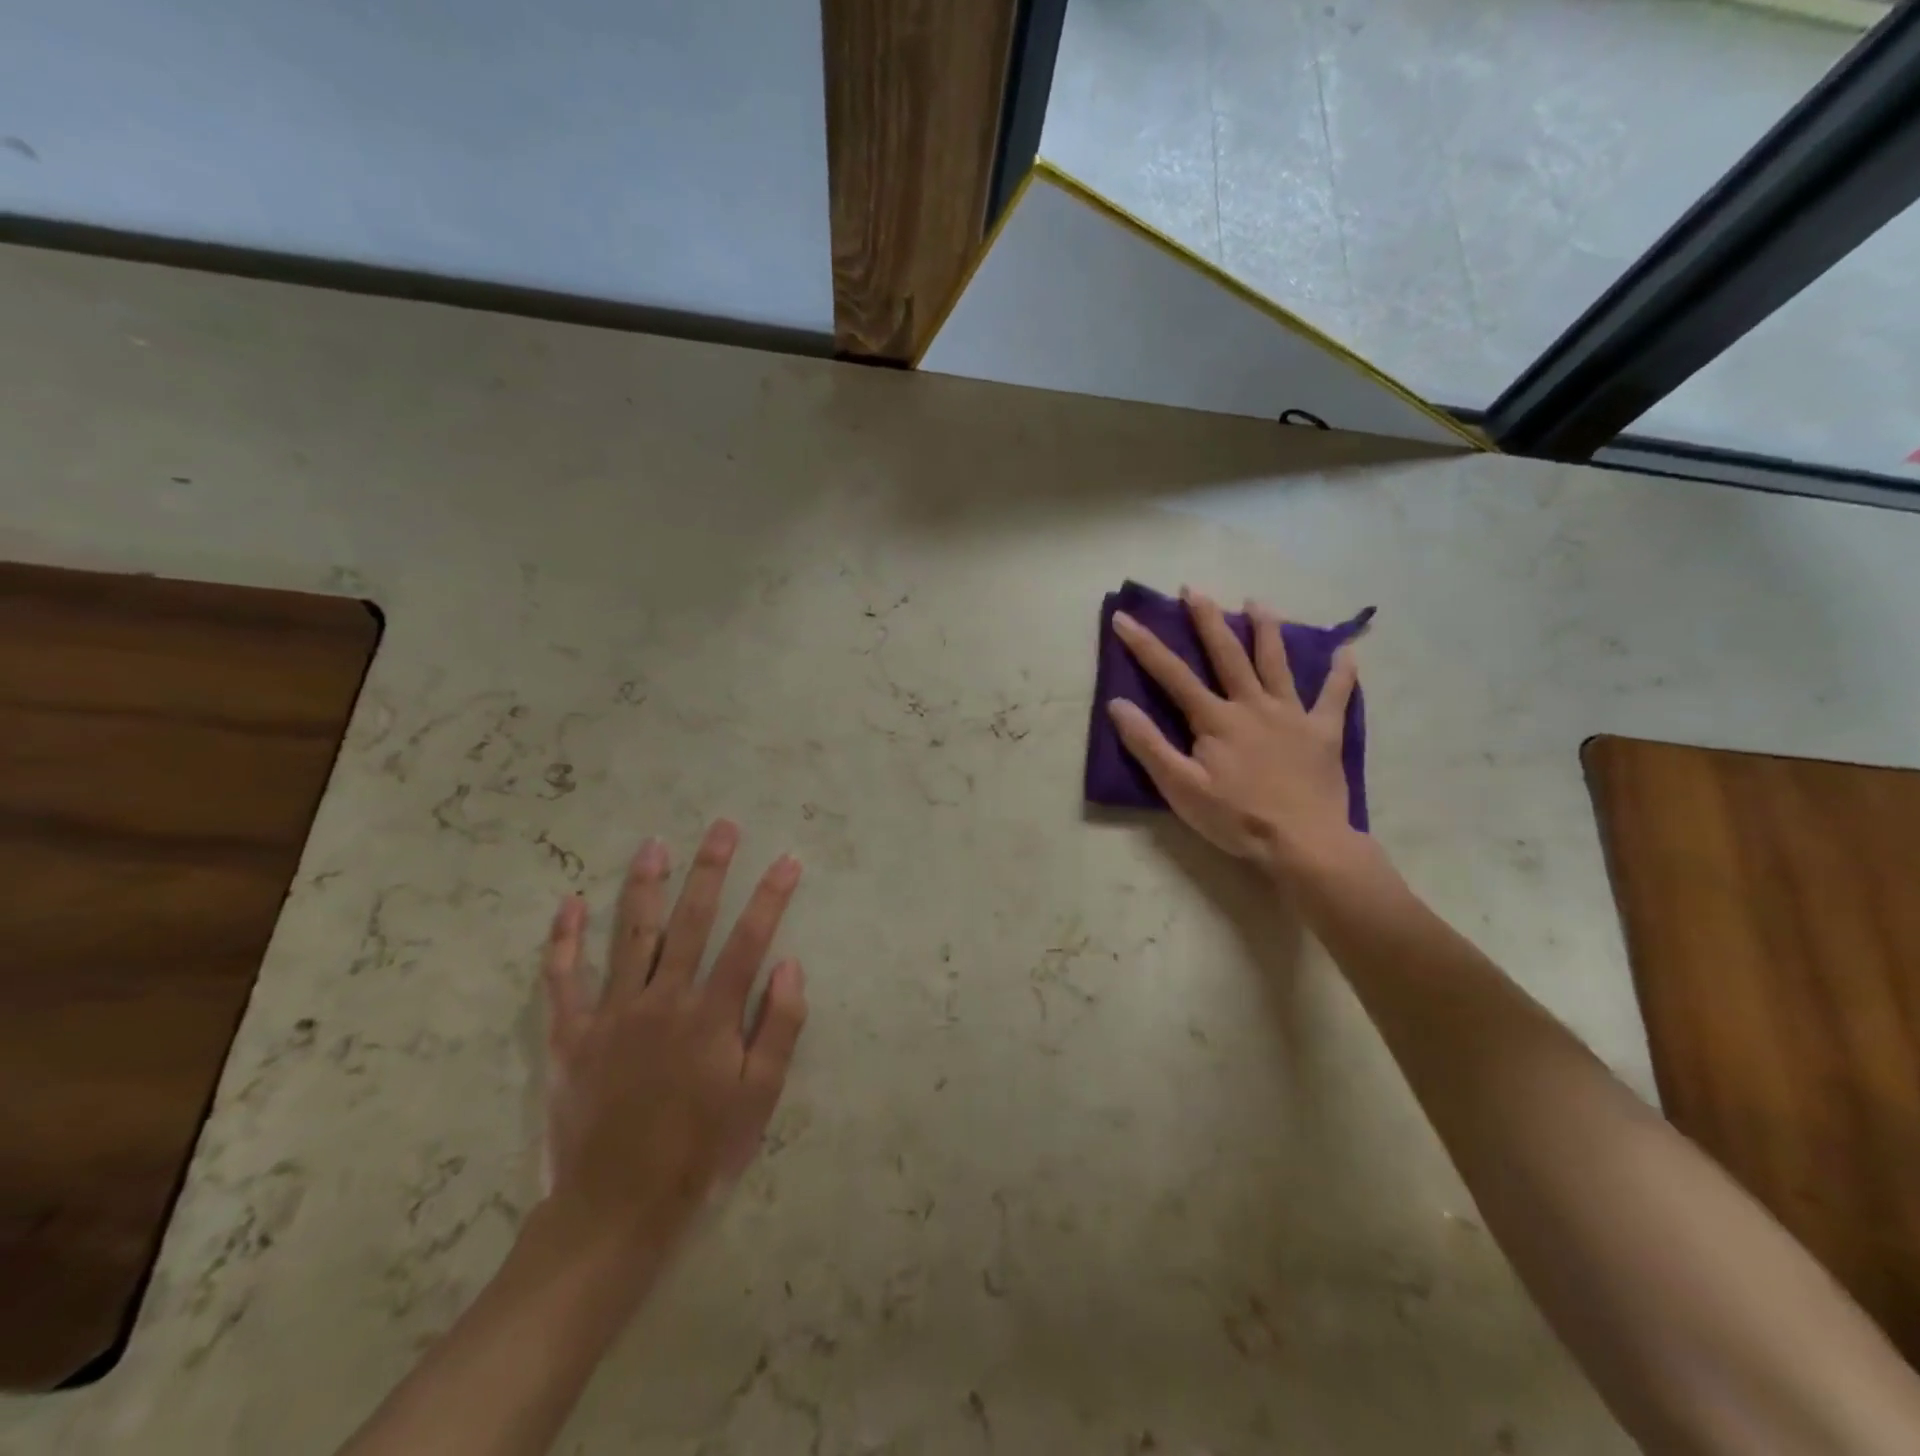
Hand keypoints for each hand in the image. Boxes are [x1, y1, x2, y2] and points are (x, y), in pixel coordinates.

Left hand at [537, 820, 806, 1286]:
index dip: (771, 897)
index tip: (787, 860)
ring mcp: (611, 1014)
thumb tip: (790, 965)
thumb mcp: (758, 1100)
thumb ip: (779, 1029)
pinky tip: (569, 904)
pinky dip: (564, 941)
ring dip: (644, 886)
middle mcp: (663, 1001)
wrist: (616, 1210)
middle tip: (722, 827)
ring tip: (654, 844)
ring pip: (631, 935)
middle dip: (711, 869)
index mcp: (711, 1016)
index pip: (749, 940)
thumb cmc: (700, 1153)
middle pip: (691, 921)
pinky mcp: (570, 1036)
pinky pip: (562, 980)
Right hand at [1108, 590, 1362, 877]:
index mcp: (1216, 719)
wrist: (1303, 843)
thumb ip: (1148, 744)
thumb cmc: (1236, 818)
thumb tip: (1118, 704)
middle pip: (1228, 654)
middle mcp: (1253, 705)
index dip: (1145, 645)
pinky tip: (1347, 651)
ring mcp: (1292, 715)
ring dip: (1266, 629)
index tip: (1123, 617)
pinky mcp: (1323, 732)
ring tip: (1257, 602)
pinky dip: (1341, 674)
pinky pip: (1334, 697)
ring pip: (1277, 662)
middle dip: (1207, 620)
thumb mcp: (1180, 787)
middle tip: (1193, 589)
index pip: (1172, 674)